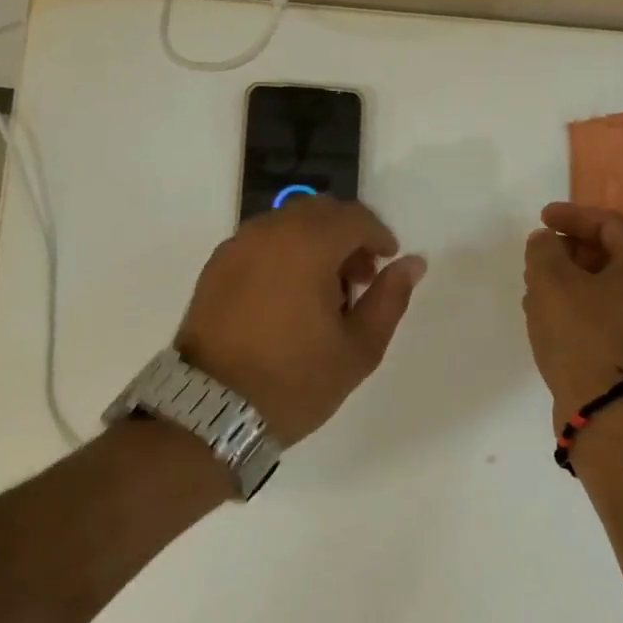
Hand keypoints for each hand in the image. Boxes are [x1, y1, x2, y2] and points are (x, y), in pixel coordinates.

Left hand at [176, 196, 425, 444]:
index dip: (379, 235)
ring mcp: (237, 246)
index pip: (354, 217)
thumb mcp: (358, 348)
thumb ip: (389, 298)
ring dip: (314, 242)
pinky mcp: (215, 266)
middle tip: (358, 278)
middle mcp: (269, 232)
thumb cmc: (295, 381)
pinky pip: (261, 241)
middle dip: (347, 235)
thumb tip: (412, 263)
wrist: (210, 411)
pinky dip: (284, 252)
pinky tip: (288, 297)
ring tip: (323, 292)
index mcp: (308, 245)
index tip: (387, 264)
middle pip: (320, 211)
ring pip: (288, 223)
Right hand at [523, 202, 622, 424]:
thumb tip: (546, 241)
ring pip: (602, 285)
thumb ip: (544, 250)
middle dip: (567, 251)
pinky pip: (602, 312)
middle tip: (537, 255)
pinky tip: (544, 315)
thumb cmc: (583, 335)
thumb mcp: (552, 281)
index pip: (609, 223)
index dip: (571, 216)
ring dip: (567, 280)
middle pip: (608, 253)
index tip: (541, 219)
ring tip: (533, 285)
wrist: (607, 410)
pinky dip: (575, 305)